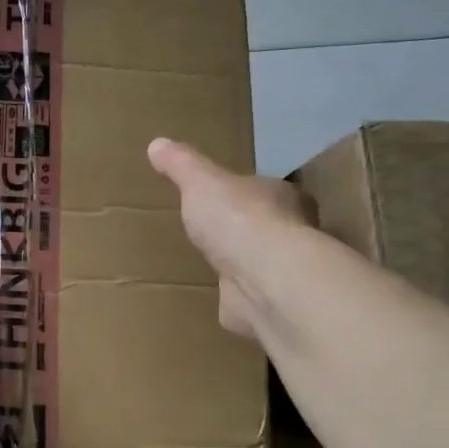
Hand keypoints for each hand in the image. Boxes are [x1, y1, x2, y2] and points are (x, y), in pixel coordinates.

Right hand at [147, 138, 314, 343]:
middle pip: (266, 226)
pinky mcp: (268, 304)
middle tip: (216, 231)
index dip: (245, 193)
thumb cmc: (238, 220)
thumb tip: (157, 143)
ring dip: (241, 264)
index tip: (225, 197)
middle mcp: (291, 233)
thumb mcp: (201, 182)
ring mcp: (281, 272)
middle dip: (244, 229)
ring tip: (212, 263)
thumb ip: (182, 165)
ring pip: (259, 263)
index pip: (265, 190)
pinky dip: (236, 297)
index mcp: (281, 197)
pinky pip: (248, 296)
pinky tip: (218, 296)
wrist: (264, 279)